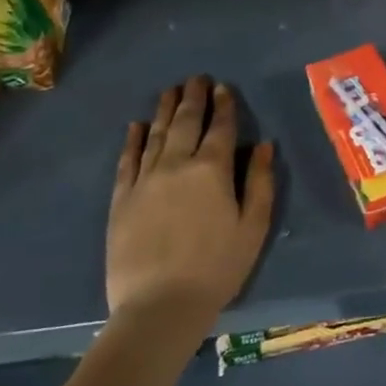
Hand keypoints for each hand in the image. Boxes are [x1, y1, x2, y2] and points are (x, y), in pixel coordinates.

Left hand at [106, 77, 274, 333]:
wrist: (159, 306)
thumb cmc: (217, 267)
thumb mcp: (253, 227)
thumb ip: (260, 182)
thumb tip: (264, 145)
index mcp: (212, 170)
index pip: (220, 127)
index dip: (224, 105)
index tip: (223, 87)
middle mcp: (177, 165)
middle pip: (186, 122)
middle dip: (193, 97)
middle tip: (196, 78)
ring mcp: (145, 180)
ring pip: (157, 134)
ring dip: (165, 110)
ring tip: (170, 91)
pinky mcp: (122, 199)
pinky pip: (128, 160)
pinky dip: (133, 140)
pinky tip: (137, 126)